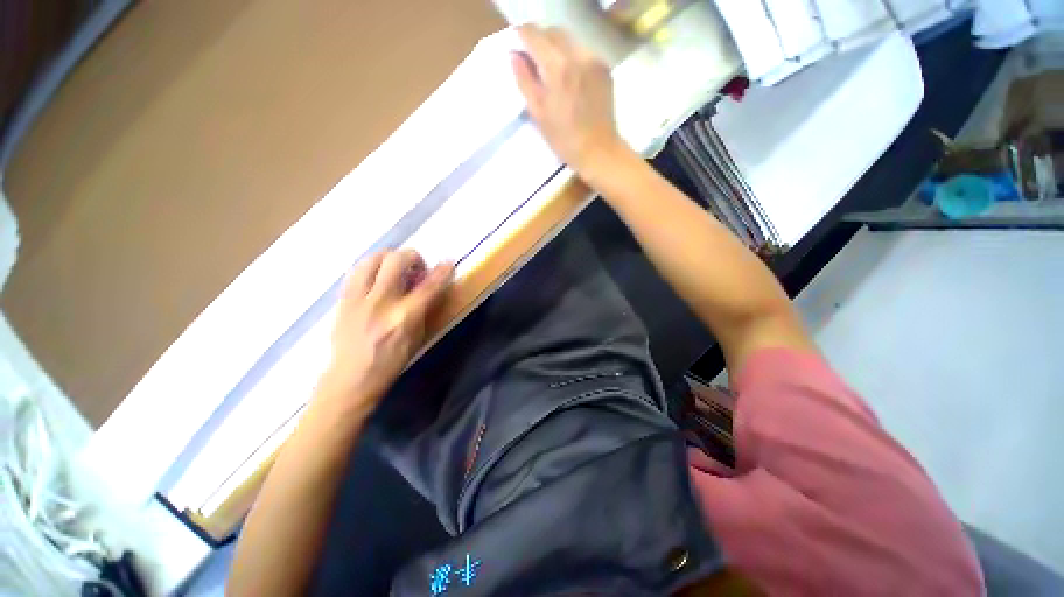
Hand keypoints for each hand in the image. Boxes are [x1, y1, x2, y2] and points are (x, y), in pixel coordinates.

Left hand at [312, 250, 453, 421]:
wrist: (350, 378)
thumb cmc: (391, 362)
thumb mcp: (417, 337)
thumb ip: (425, 309)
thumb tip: (431, 288)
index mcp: (404, 317)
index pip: (428, 286)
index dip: (442, 271)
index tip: (448, 263)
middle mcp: (381, 302)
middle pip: (396, 261)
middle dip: (412, 256)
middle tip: (417, 266)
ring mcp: (358, 299)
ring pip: (372, 259)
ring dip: (389, 257)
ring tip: (395, 266)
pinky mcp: (342, 299)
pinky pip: (356, 271)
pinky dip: (371, 267)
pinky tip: (377, 276)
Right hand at [511, 24, 625, 173]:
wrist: (598, 150)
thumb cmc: (564, 139)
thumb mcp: (538, 113)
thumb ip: (525, 80)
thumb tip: (514, 56)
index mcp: (558, 68)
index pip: (535, 35)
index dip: (523, 35)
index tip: (517, 43)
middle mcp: (578, 56)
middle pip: (554, 32)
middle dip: (540, 39)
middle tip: (532, 57)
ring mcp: (594, 60)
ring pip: (570, 40)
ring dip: (556, 47)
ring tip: (551, 69)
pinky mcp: (604, 68)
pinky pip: (583, 51)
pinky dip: (571, 57)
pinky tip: (569, 77)